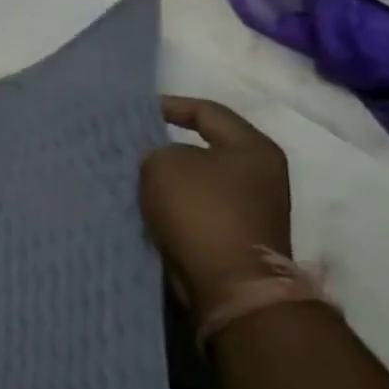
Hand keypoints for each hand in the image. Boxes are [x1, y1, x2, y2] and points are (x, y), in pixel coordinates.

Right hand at [140, 96, 293, 313]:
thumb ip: (157, 150)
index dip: (169, 105)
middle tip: (127, 144)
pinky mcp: (234, 236)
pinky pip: (194, 209)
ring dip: (165, 179)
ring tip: (128, 175)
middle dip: (163, 146)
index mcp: (253, 148)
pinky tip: (143, 204)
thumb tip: (161, 162)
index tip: (134, 111)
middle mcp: (260, 175)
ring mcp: (250, 209)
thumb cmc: (201, 210)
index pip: (207, 112)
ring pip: (195, 181)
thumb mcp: (164, 163)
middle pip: (202, 148)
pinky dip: (170, 205)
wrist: (228, 282)